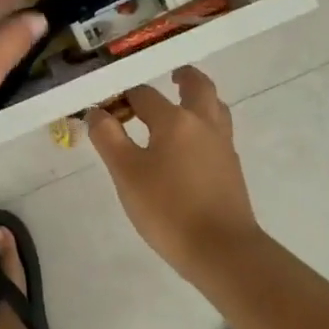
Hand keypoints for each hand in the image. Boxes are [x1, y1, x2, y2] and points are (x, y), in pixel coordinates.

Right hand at [87, 67, 261, 281]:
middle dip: (183, 77)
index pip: (144, 94)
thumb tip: (97, 112)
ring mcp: (223, 147)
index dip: (123, 97)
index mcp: (175, 120)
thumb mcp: (126, 173)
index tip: (108, 107)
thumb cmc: (169, 209)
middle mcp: (203, 124)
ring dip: (200, 99)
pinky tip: (191, 146)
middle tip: (170, 76)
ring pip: (215, 108)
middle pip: (199, 86)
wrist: (223, 252)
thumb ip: (108, 138)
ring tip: (182, 106)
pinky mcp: (232, 170)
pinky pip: (219, 133)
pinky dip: (205, 126)